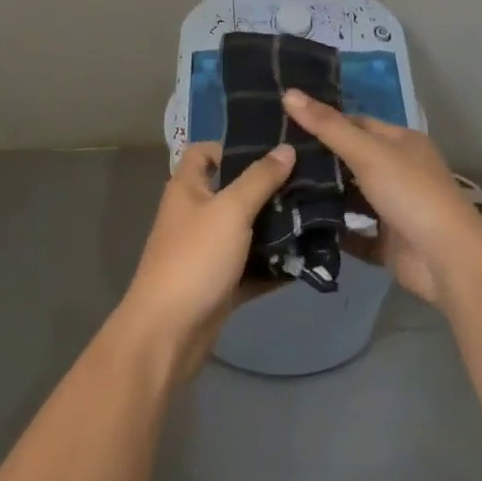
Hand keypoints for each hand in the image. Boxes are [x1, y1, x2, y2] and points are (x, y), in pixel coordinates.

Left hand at [114, 142, 294, 380]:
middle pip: (232, 191)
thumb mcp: (231, 210)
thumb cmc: (195, 258)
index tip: (271, 150)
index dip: (232, 146)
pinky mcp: (219, 284)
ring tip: (314, 216)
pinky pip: (250, 267)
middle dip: (267, 188)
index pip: (204, 152)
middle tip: (307, 182)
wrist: (167, 334)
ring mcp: (206, 251)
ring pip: (245, 231)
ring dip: (274, 228)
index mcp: (187, 188)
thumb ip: (260, 179)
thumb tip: (286, 148)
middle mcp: (195, 215)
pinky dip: (272, 265)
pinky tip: (305, 259)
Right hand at [281, 91, 481, 307]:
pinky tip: (301, 226)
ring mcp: (394, 209)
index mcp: (402, 143)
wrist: (448, 260)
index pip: (358, 123)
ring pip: (353, 197)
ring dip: (325, 196)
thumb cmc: (410, 193)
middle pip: (353, 160)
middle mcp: (400, 172)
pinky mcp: (388, 243)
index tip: (288, 124)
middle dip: (321, 160)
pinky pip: (355, 234)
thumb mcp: (366, 151)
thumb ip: (327, 126)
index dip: (326, 122)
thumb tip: (288, 93)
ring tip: (280, 188)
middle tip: (277, 157)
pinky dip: (334, 231)